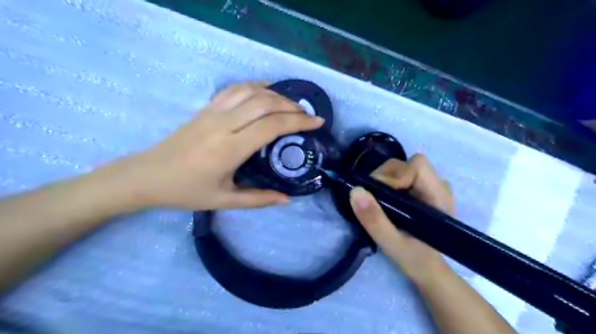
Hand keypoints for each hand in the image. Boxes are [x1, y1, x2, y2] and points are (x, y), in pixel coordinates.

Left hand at [114, 82, 323, 209]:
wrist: (146, 176)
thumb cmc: (186, 191)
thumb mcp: (224, 201)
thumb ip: (258, 199)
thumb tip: (287, 199)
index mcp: (230, 148)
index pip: (272, 126)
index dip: (298, 122)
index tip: (317, 122)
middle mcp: (224, 124)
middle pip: (265, 103)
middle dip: (292, 106)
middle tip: (307, 115)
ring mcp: (213, 112)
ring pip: (251, 92)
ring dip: (276, 94)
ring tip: (291, 104)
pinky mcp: (206, 108)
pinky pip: (234, 89)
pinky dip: (254, 86)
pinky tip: (265, 91)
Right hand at [348, 155, 454, 285]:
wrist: (427, 268)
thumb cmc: (414, 259)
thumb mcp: (391, 243)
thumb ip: (374, 219)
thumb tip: (355, 191)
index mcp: (439, 197)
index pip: (417, 166)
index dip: (396, 176)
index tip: (383, 197)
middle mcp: (438, 186)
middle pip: (407, 164)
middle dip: (385, 178)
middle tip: (376, 201)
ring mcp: (430, 186)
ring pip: (401, 167)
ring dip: (384, 181)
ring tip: (381, 204)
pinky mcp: (421, 189)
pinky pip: (400, 175)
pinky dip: (387, 184)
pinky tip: (387, 203)